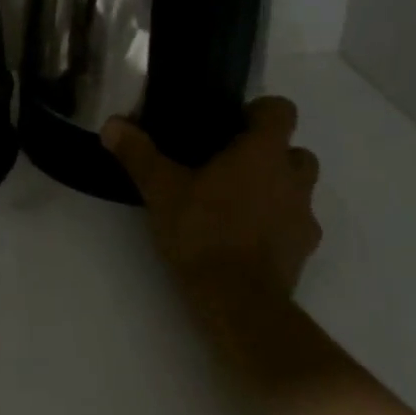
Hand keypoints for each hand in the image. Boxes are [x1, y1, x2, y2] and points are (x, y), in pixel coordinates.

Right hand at [102, 97, 321, 308]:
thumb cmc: (203, 232)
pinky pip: (296, 225)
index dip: (260, 112)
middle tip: (232, 165)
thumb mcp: (160, 190)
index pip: (282, 110)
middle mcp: (293, 177)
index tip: (232, 125)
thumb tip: (111, 124)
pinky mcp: (304, 251)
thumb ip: (138, 153)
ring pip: (300, 188)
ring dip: (278, 188)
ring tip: (240, 202)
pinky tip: (247, 237)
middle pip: (295, 150)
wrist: (240, 303)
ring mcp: (304, 216)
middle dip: (271, 153)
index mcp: (263, 152)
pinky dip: (278, 224)